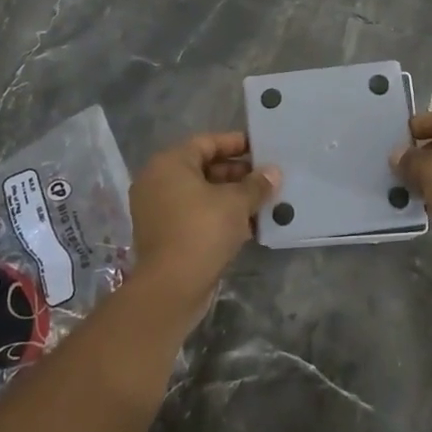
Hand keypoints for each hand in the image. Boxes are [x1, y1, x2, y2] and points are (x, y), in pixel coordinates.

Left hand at [127, 132, 278, 304]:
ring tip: (262, 201)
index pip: (207, 142)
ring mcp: (158, 210)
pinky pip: (195, 215)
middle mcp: (158, 181)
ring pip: (200, 194)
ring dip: (230, 197)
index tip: (261, 149)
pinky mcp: (164, 235)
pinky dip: (218, 216)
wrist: (171, 288)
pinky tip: (247, 224)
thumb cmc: (202, 230)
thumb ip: (256, 185)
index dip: (236, 144)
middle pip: (203, 168)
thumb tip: (273, 173)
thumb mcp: (236, 203)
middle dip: (237, 173)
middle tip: (266, 178)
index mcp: (169, 164)